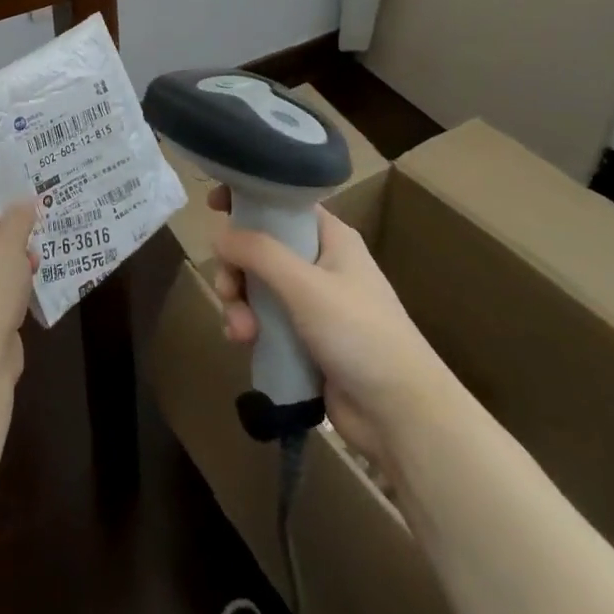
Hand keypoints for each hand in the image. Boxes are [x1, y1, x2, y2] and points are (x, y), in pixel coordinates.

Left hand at [0, 199, 36, 377]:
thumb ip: (18, 220)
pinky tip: (27, 297)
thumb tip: (23, 202)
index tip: (35, 211)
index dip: (7, 209)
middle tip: (39, 241)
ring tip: (38, 269)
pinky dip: (4, 296)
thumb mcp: (10, 246)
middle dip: (10, 243)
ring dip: (10, 270)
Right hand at [209, 187, 448, 464]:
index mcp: (331, 238)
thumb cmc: (359, 334)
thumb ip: (260, 254)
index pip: (283, 204)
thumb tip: (219, 235)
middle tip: (228, 290)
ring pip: (258, 287)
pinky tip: (244, 344)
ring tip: (241, 332)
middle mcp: (321, 264)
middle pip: (262, 248)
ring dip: (241, 304)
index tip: (213, 205)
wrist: (400, 413)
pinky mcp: (305, 339)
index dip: (249, 200)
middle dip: (237, 268)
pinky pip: (265, 321)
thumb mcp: (306, 286)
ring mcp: (313, 304)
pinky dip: (250, 327)